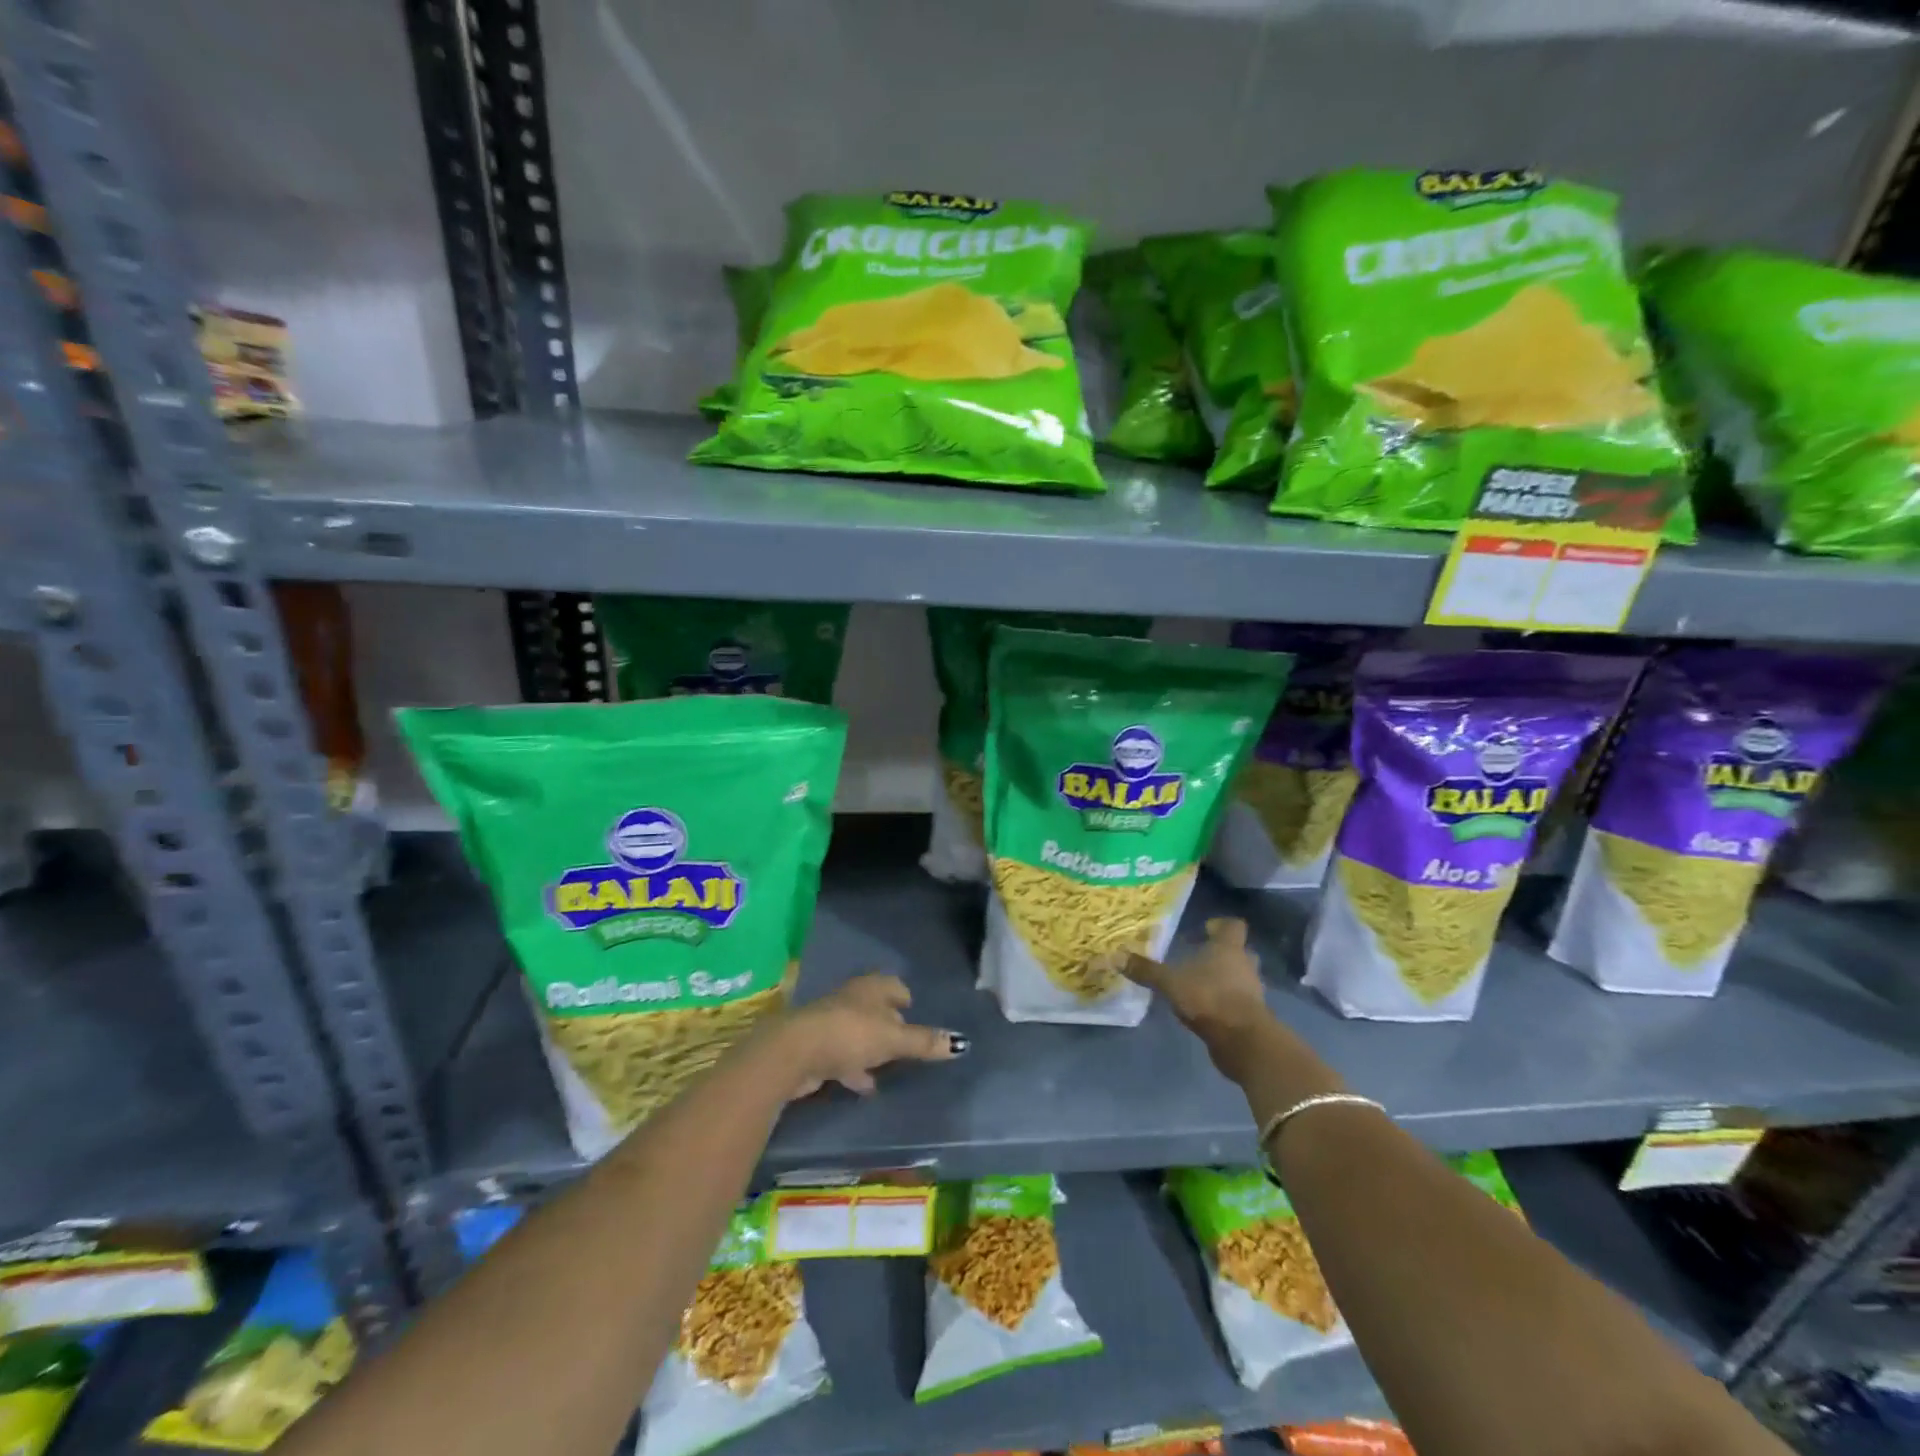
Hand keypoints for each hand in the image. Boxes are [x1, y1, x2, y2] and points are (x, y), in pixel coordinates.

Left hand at [777, 974, 966, 1098]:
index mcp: (871, 988)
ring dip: (871, 1047)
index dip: (905, 998)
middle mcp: (851, 999)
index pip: (894, 985)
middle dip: (889, 1022)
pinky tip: (865, 1085)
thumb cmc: (850, 1034)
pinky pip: (843, 1056)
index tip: (914, 1011)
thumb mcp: (894, 1039)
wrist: (795, 1053)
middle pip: (875, 1008)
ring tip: (889, 1066)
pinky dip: (854, 1068)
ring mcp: (831, 1023)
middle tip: (906, 1039)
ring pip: (858, 1033)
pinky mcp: (817, 1048)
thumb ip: (924, 1042)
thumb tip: (961, 1043)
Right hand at [1110, 917, 1273, 1045]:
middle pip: (1239, 952)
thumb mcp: (1170, 982)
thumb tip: (1114, 956)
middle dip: (1222, 953)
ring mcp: (1252, 991)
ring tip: (1200, 984)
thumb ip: (1146, 970)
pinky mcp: (1252, 1016)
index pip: (1234, 926)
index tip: (1205, 929)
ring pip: (1241, 977)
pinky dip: (1226, 1002)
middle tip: (1200, 956)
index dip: (1221, 925)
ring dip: (1225, 979)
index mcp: (1228, 949)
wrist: (1243, 1040)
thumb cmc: (1208, 998)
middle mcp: (1244, 965)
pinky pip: (1240, 1001)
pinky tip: (1206, 1009)